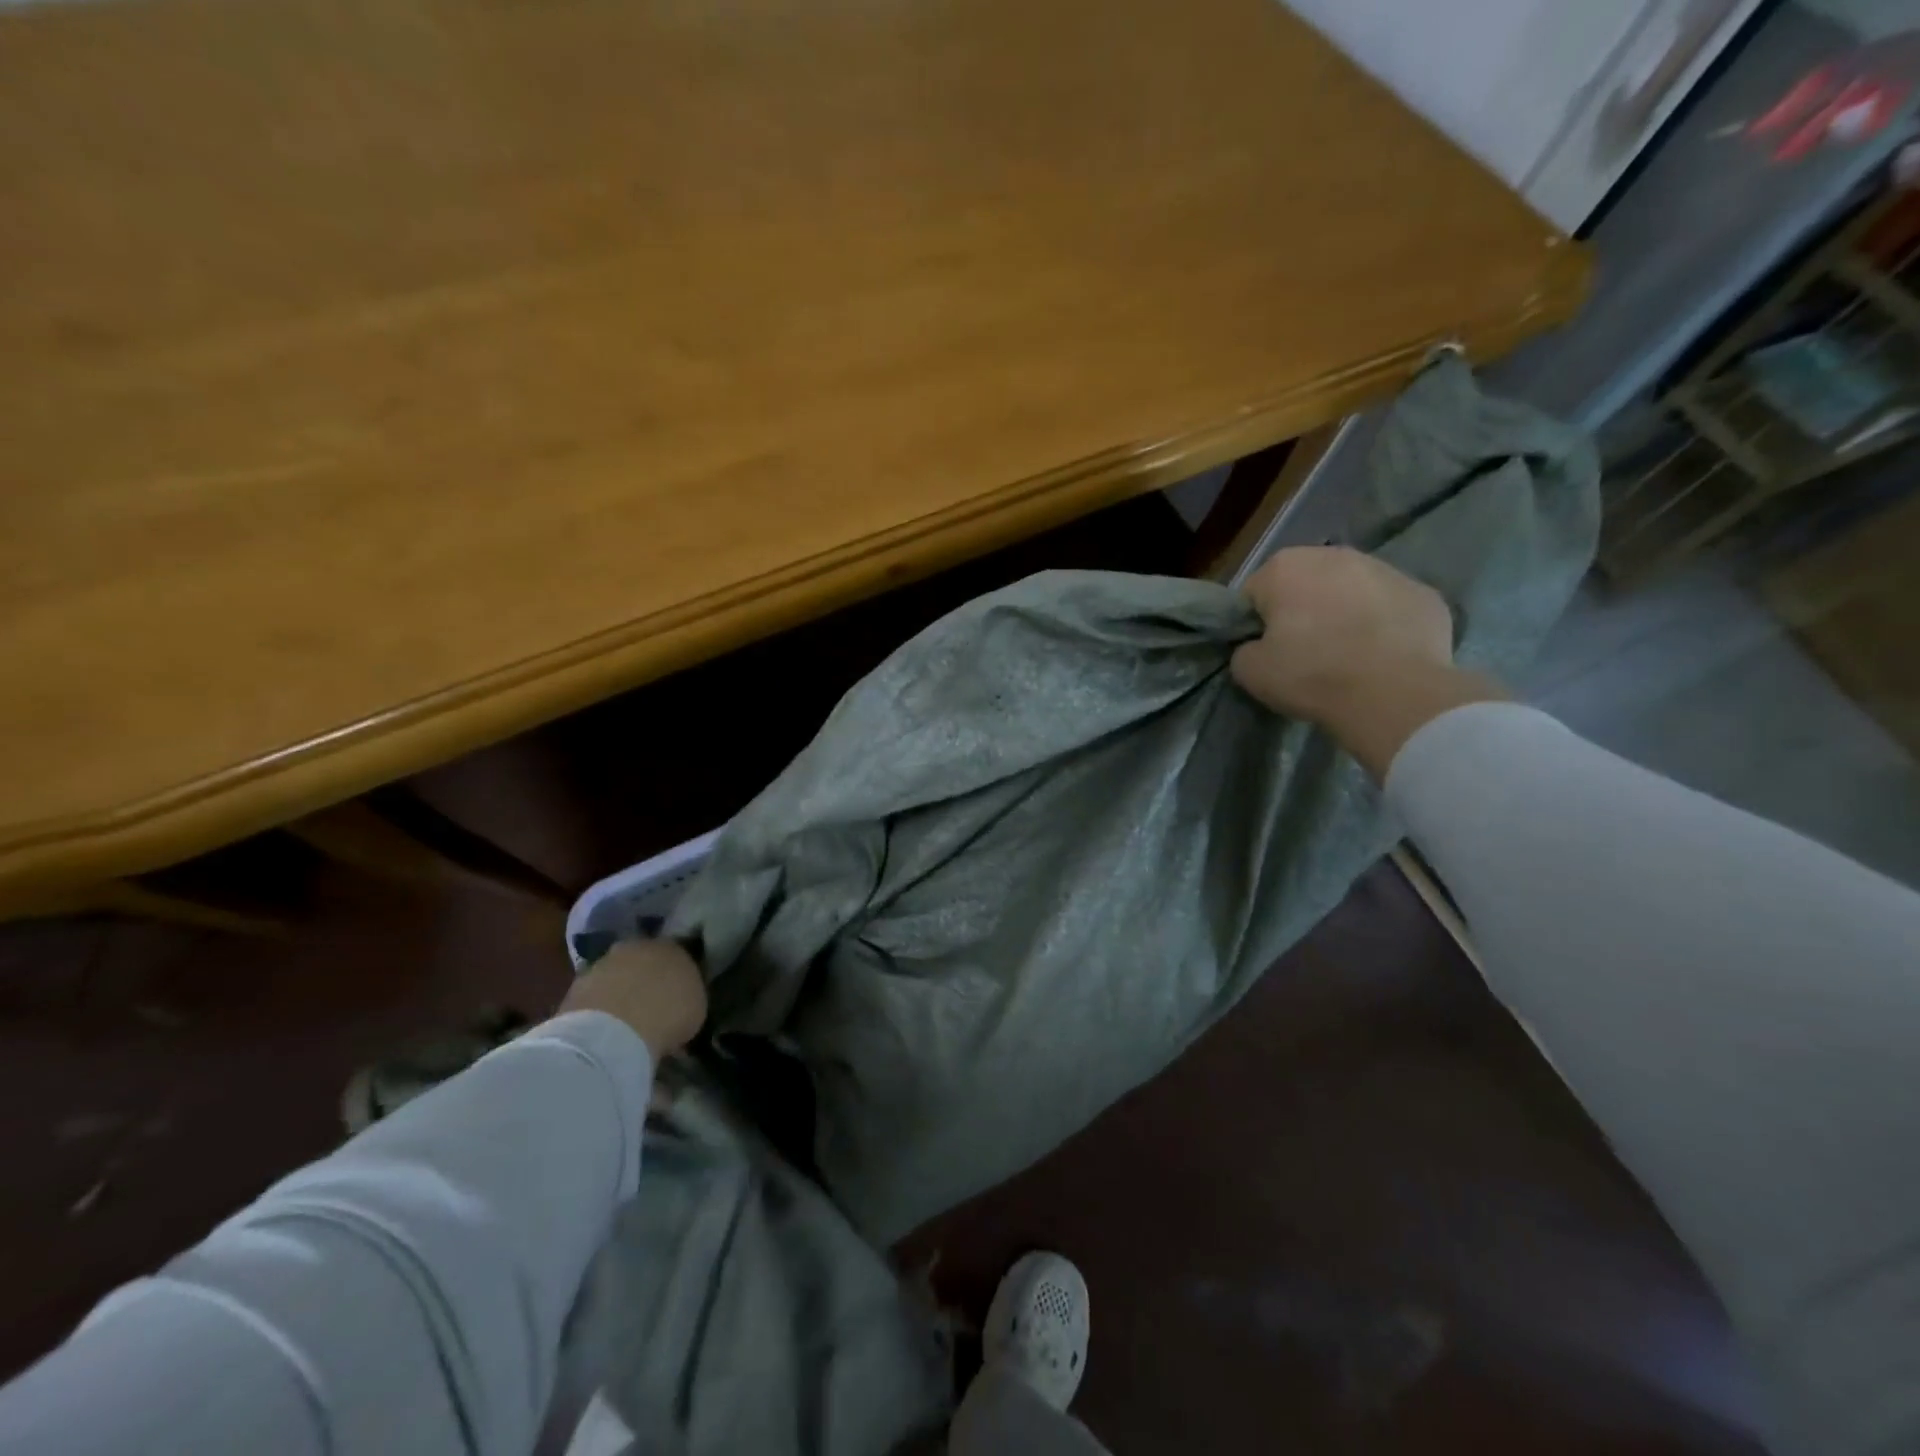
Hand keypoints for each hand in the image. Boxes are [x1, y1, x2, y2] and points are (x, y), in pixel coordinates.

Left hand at [559, 939, 707, 1058]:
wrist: (612, 1032)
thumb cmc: (668, 1015)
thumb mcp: (696, 1008)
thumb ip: (688, 996)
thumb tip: (681, 1001)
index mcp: (672, 945)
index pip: (678, 955)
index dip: (678, 975)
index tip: (679, 995)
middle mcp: (637, 946)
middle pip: (644, 961)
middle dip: (647, 979)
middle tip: (652, 1005)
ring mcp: (603, 964)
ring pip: (617, 976)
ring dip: (621, 992)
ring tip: (626, 1022)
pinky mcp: (575, 987)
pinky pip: (596, 996)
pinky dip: (601, 1009)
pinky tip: (606, 1030)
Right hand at [1231, 547, 1504, 778]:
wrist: (1393, 694)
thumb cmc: (1311, 675)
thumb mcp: (1250, 671)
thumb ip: (1245, 649)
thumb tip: (1258, 646)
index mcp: (1284, 567)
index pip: (1254, 594)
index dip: (1255, 625)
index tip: (1265, 651)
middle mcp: (1334, 555)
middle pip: (1305, 583)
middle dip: (1301, 610)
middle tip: (1304, 653)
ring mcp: (1386, 569)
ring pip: (1351, 590)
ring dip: (1344, 612)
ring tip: (1347, 655)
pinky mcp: (1425, 592)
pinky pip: (1390, 607)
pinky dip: (1383, 625)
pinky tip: (1382, 656)